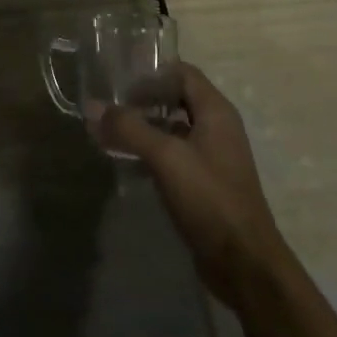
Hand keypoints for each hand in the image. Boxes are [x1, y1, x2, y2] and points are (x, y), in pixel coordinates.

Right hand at [89, 64, 284, 312]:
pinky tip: (127, 161)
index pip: (183, 73)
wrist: (244, 263)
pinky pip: (174, 154)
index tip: (119, 82)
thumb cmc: (209, 198)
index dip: (152, 73)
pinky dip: (151, 151)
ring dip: (144, 126)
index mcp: (216, 112)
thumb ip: (129, 128)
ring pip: (174, 128)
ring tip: (110, 131)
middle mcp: (217, 128)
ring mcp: (212, 157)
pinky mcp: (205, 183)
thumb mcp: (166, 157)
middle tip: (109, 106)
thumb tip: (92, 106)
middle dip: (143, 99)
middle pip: (177, 98)